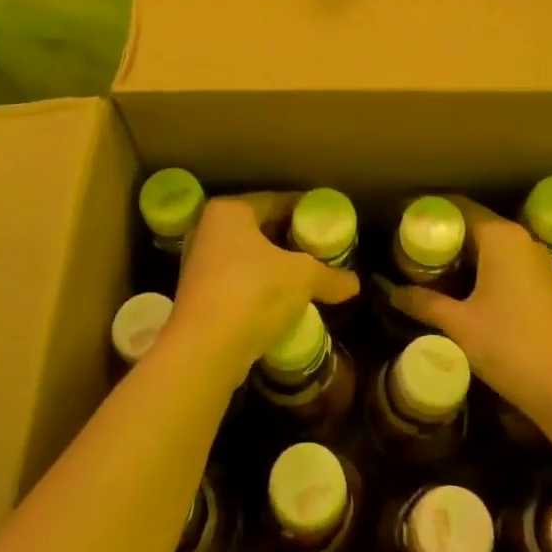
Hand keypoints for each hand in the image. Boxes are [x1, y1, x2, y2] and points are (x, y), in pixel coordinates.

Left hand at [162, 194, 358, 383]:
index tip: (328, 223)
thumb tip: (354, 284)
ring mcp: (198, 264)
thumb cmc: (253, 293)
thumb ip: (329, 275)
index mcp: (230, 211)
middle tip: (321, 250)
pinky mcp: (197, 297)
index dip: (306, 211)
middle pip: (260, 229)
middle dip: (291, 240)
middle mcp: (208, 230)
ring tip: (306, 278)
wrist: (204, 351)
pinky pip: (237, 282)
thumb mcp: (303, 278)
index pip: (277, 201)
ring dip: (275, 267)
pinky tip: (282, 303)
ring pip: (248, 258)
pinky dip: (259, 288)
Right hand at [390, 196, 551, 417]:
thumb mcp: (459, 324)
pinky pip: (503, 261)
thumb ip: (423, 302)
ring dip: (459, 253)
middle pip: (472, 223)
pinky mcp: (542, 281)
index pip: (456, 207)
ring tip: (426, 267)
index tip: (400, 219)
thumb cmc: (510, 346)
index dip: (427, 211)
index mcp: (500, 237)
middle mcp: (520, 239)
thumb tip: (391, 292)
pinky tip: (458, 287)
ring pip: (488, 244)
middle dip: (441, 234)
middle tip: (406, 247)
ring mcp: (535, 260)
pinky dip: (479, 267)